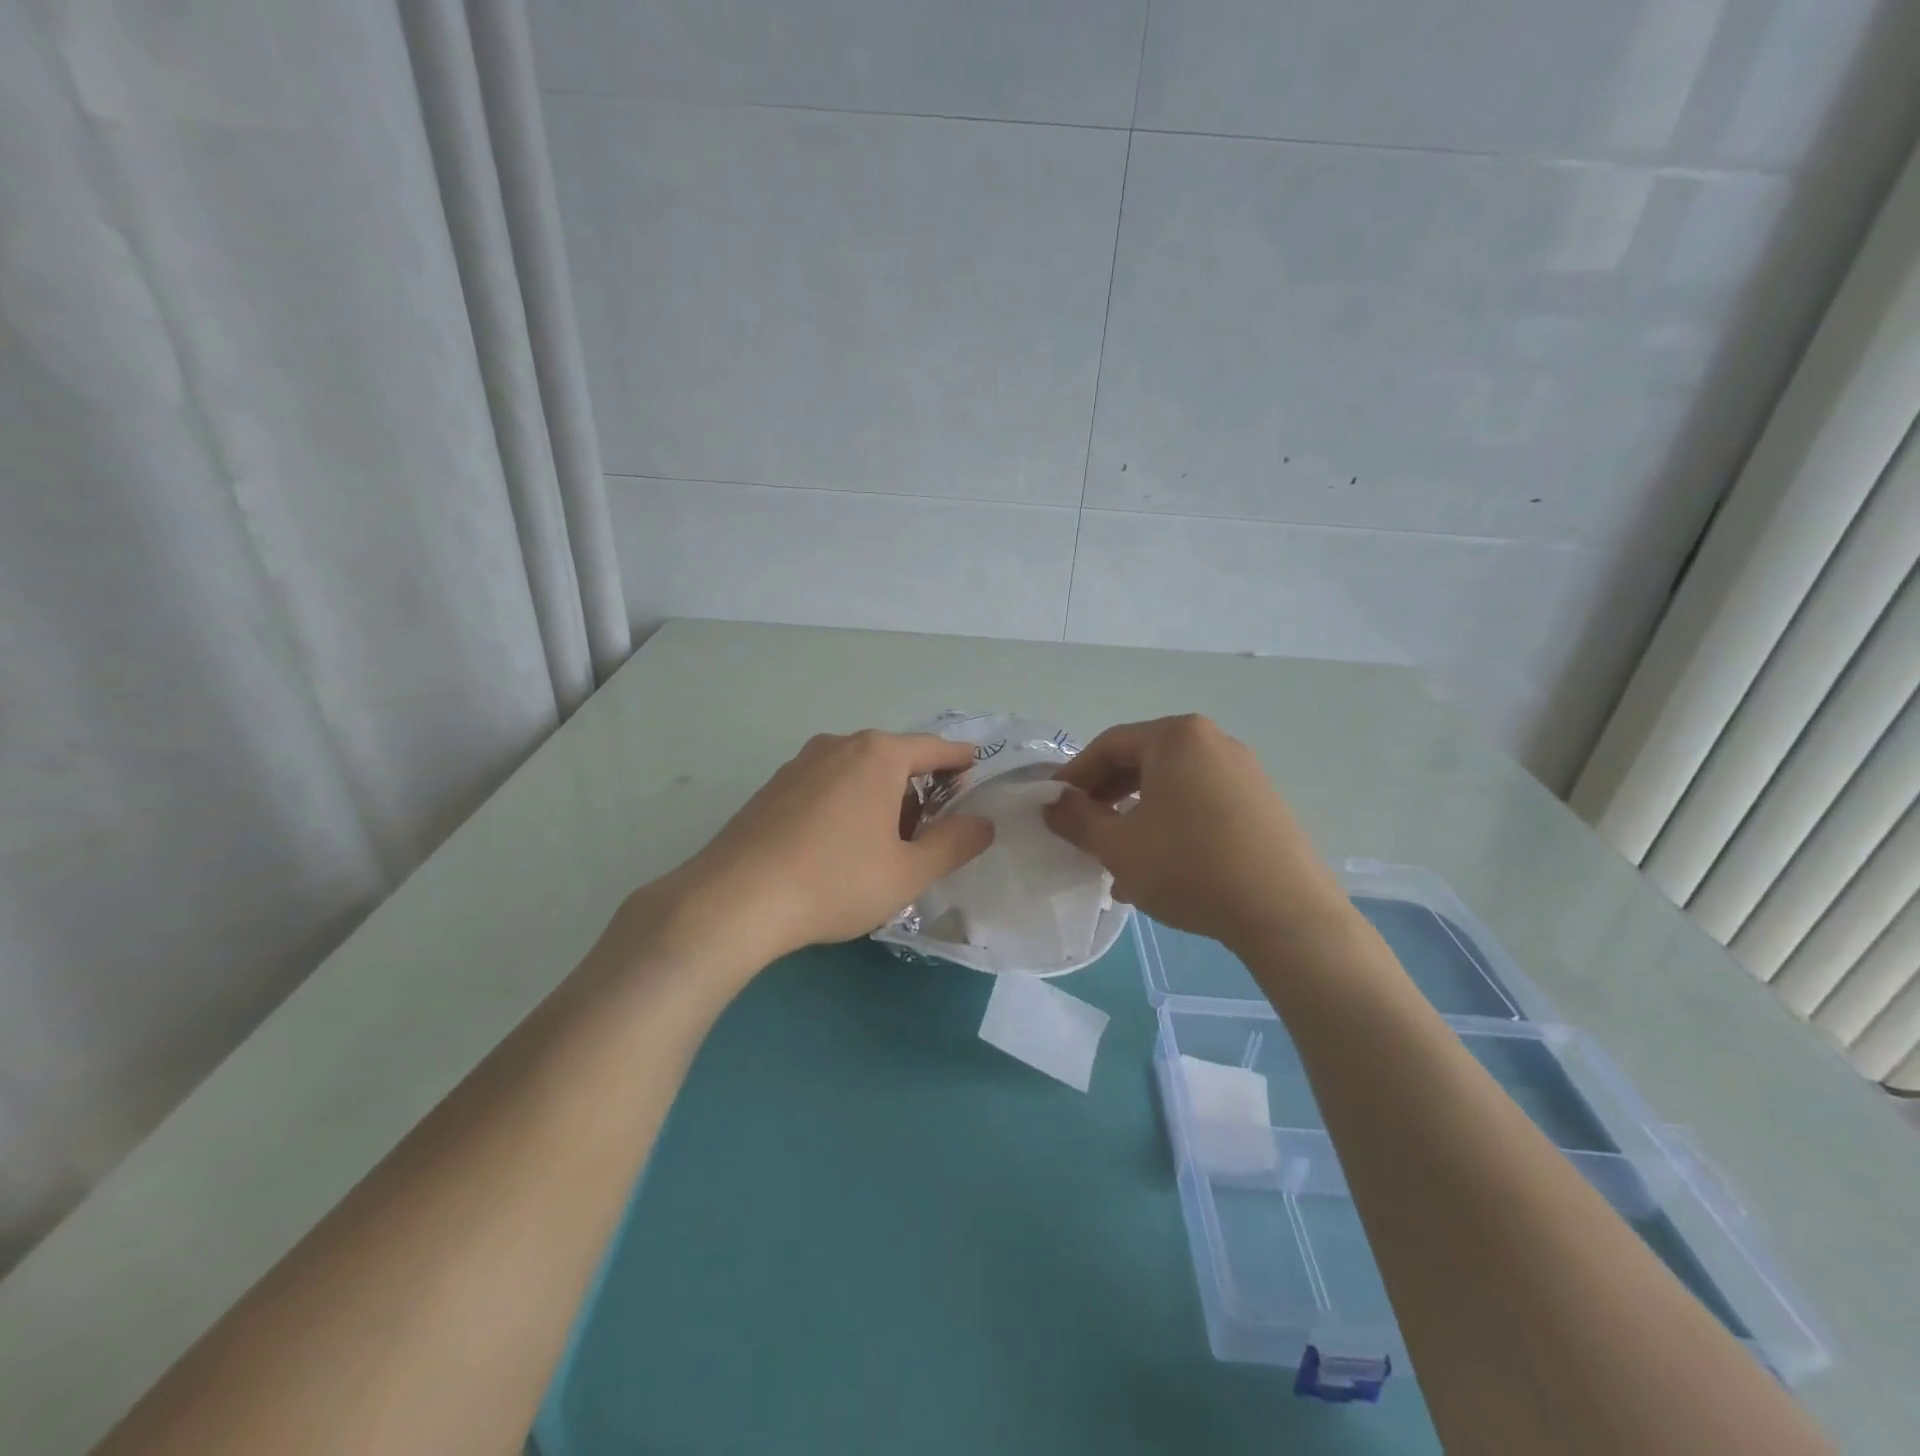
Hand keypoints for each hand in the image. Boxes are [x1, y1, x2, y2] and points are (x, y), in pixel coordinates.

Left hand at [659, 730, 994, 968]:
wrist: (735, 900)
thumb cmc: (836, 881)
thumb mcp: (909, 872)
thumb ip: (954, 844)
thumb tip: (983, 823)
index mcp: (879, 755)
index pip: (936, 749)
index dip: (961, 763)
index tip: (976, 774)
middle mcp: (839, 746)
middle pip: (895, 759)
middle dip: (918, 790)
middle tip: (927, 836)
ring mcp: (800, 763)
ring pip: (857, 772)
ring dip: (880, 799)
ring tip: (881, 848)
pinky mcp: (773, 787)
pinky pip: (826, 786)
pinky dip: (845, 805)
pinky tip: (836, 849)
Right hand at [1044, 715, 1348, 952]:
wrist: (1286, 913)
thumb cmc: (1190, 867)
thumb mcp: (1119, 846)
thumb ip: (1077, 819)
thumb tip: (1054, 804)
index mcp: (1176, 738)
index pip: (1108, 745)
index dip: (1074, 776)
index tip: (1053, 807)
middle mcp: (1213, 742)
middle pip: (1142, 762)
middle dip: (1106, 798)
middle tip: (1083, 831)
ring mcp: (1244, 772)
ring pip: (1171, 787)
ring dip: (1136, 817)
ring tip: (1118, 859)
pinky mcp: (1262, 804)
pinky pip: (1200, 803)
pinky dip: (1170, 825)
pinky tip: (1159, 868)